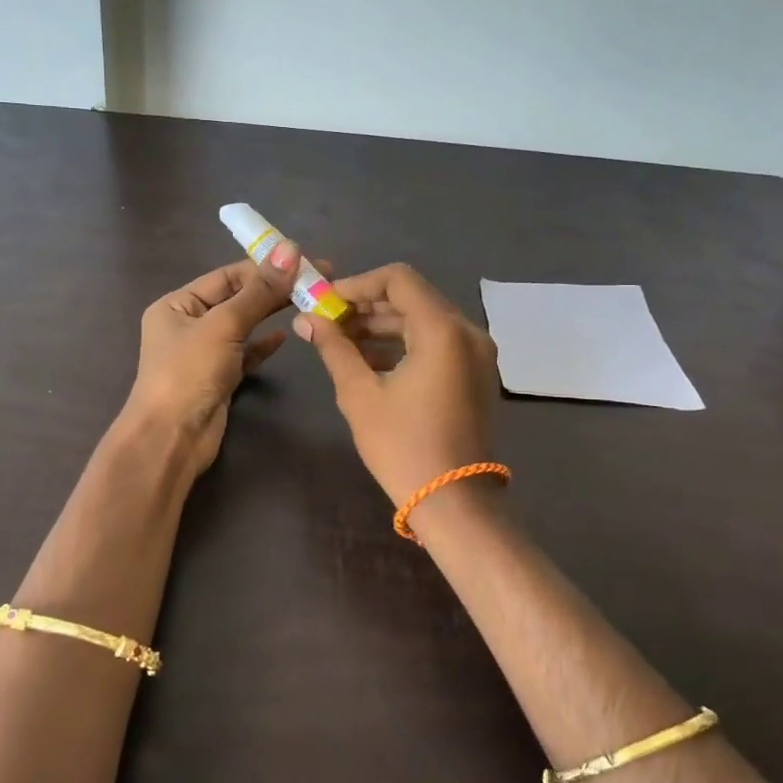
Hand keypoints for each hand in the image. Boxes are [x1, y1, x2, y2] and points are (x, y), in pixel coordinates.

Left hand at [125, 260, 294, 471]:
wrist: (172, 439)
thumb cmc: (189, 373)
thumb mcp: (224, 325)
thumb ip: (259, 291)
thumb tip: (291, 249)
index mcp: (177, 304)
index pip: (226, 276)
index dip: (264, 267)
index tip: (304, 261)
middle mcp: (187, 324)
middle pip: (236, 298)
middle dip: (273, 289)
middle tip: (318, 280)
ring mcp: (203, 353)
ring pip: (243, 326)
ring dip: (271, 314)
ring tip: (310, 302)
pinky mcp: (219, 378)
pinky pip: (245, 353)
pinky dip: (264, 345)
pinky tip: (285, 336)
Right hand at [284, 257, 501, 522]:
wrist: (453, 503)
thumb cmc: (402, 447)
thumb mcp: (360, 394)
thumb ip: (334, 348)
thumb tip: (306, 319)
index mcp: (443, 330)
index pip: (398, 279)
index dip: (357, 283)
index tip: (325, 302)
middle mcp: (467, 332)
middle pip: (412, 298)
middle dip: (366, 305)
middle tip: (327, 321)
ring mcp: (476, 354)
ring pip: (422, 321)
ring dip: (382, 325)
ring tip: (340, 341)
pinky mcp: (474, 374)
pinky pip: (435, 343)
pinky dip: (402, 344)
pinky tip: (368, 361)